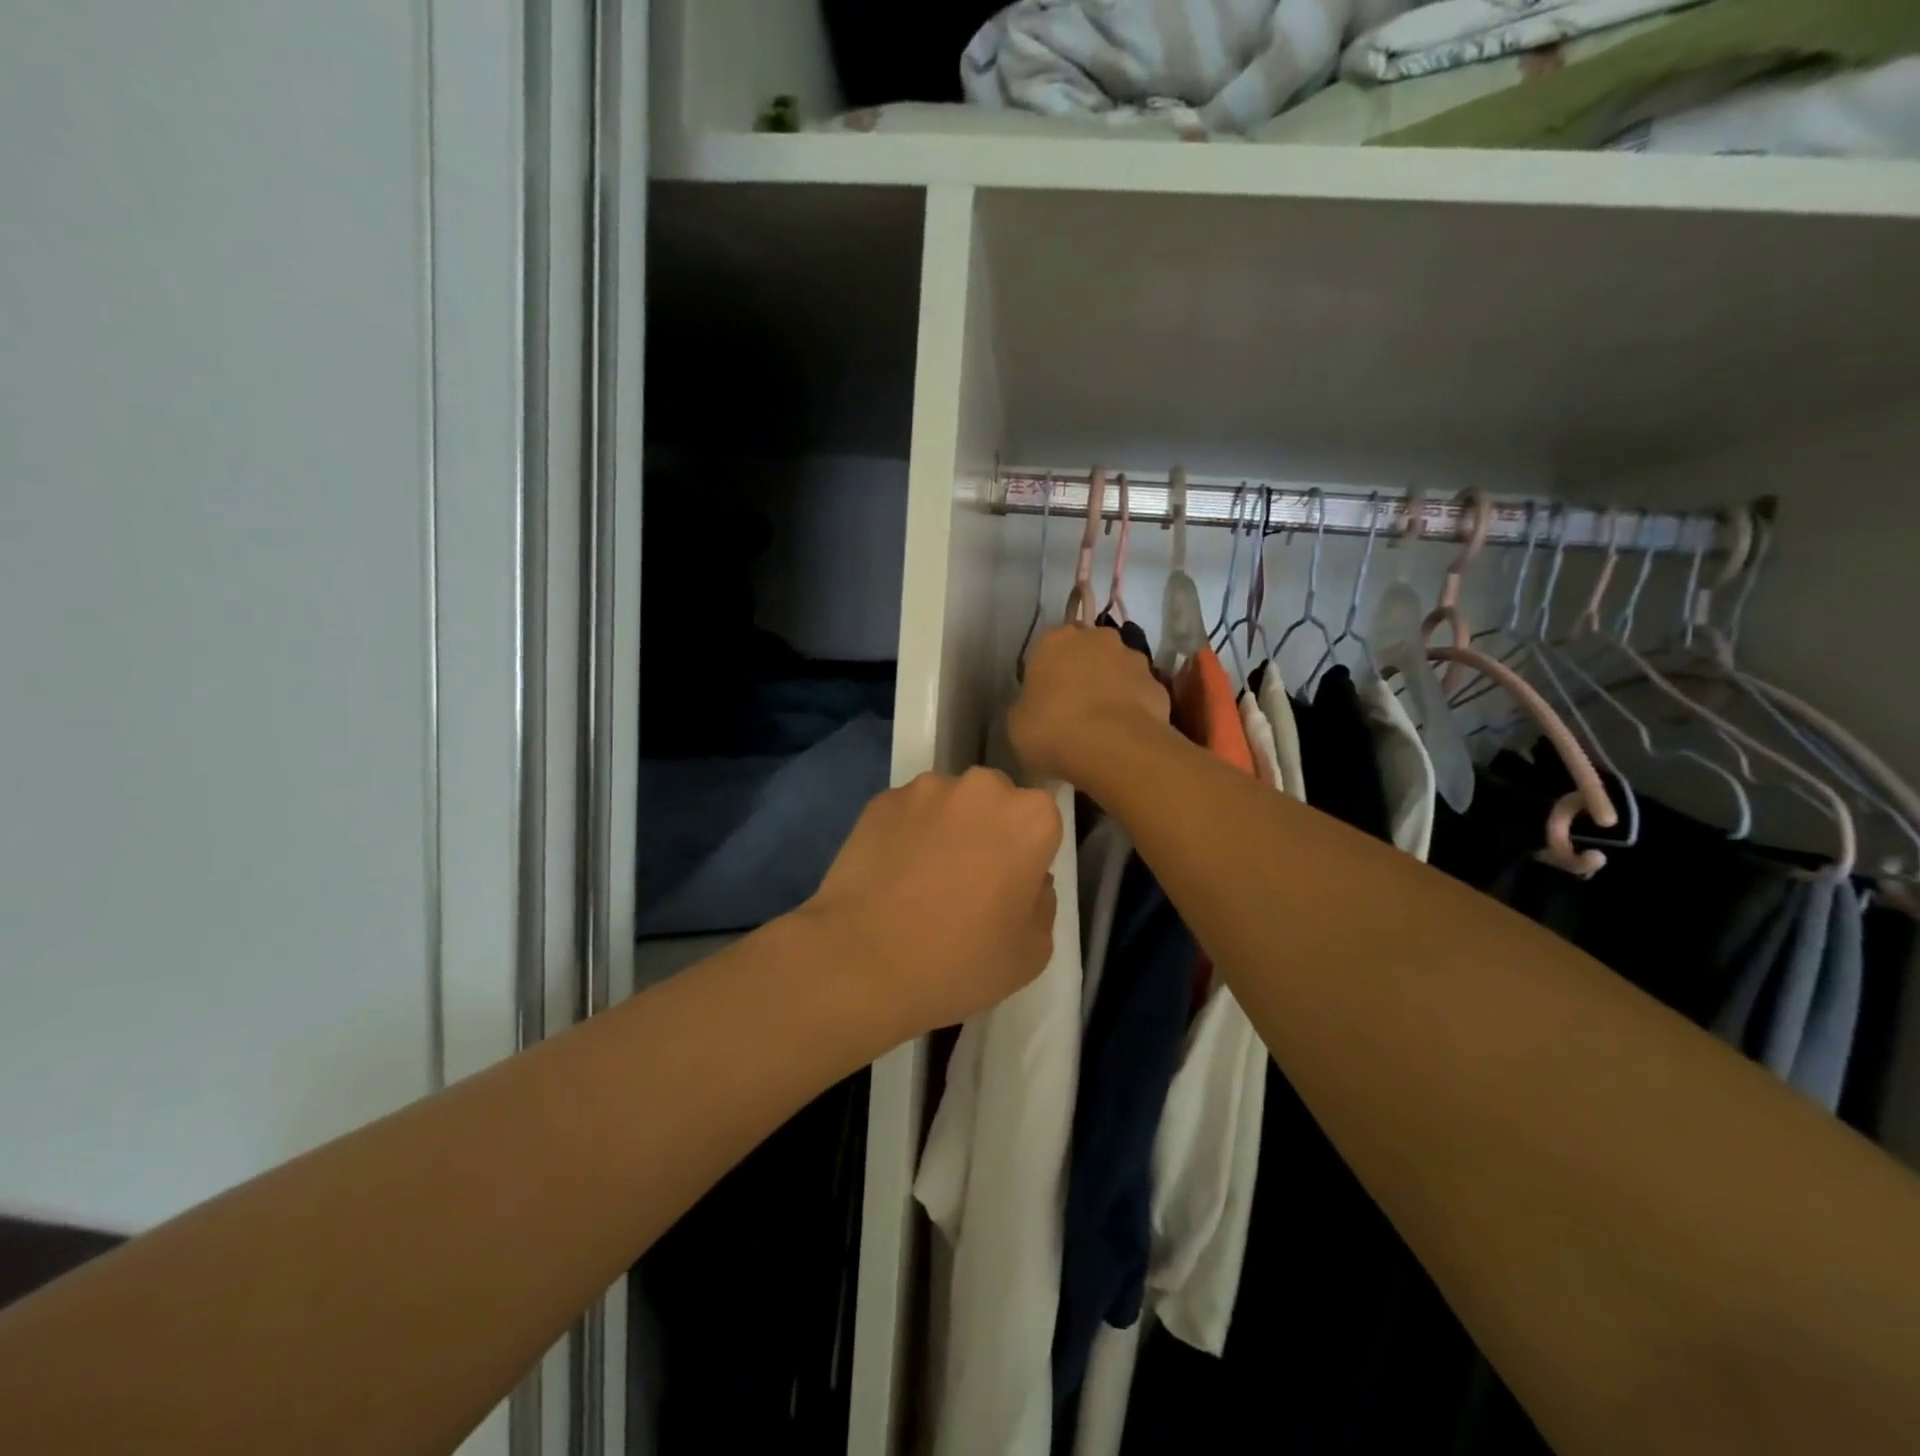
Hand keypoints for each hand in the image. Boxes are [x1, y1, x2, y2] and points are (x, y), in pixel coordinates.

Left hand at [802, 768, 1062, 1037]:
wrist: (862, 961)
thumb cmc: (960, 962)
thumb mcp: (1033, 951)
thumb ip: (1042, 902)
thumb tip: (1028, 880)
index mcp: (1031, 818)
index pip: (1042, 822)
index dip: (1027, 854)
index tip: (1010, 885)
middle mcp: (982, 788)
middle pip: (995, 802)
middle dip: (988, 829)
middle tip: (968, 878)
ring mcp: (926, 788)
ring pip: (949, 803)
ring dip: (945, 827)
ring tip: (921, 877)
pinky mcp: (881, 799)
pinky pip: (908, 812)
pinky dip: (906, 832)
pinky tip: (891, 873)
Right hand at [1008, 624, 1171, 785]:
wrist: (1114, 748)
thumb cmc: (1052, 730)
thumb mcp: (1018, 723)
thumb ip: (1027, 705)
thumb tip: (1036, 707)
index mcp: (1054, 640)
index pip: (1048, 647)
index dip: (1048, 672)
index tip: (1045, 697)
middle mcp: (1097, 638)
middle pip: (1087, 650)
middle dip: (1083, 671)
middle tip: (1074, 706)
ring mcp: (1133, 658)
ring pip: (1117, 669)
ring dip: (1111, 687)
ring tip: (1103, 724)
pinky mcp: (1158, 684)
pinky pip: (1139, 693)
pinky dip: (1133, 707)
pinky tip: (1124, 734)